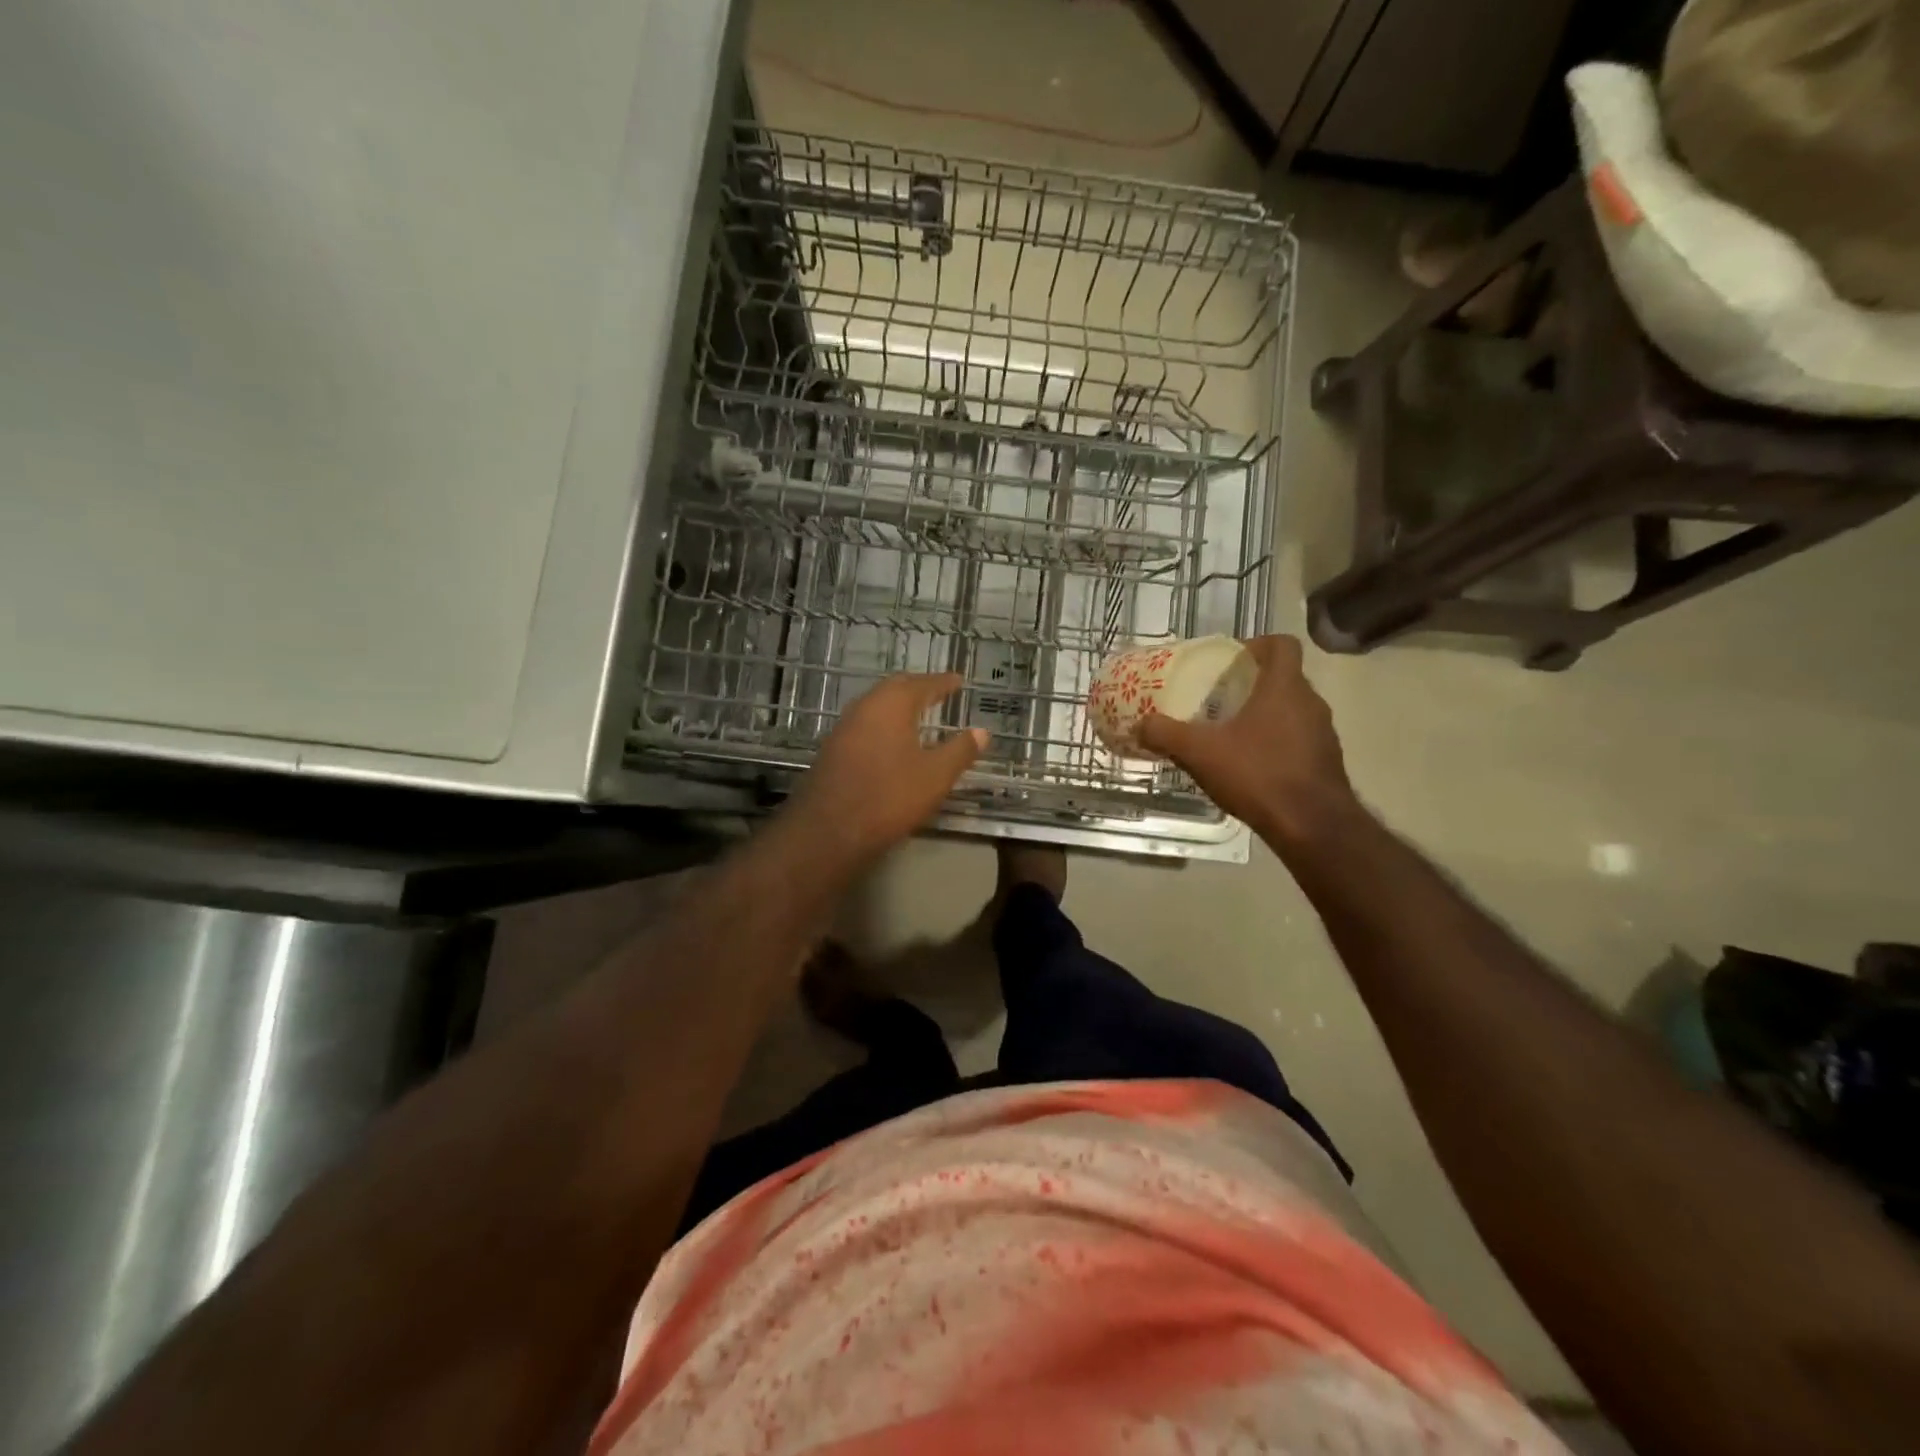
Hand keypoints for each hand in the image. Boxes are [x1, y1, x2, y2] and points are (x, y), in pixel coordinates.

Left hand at [787, 674, 986, 865]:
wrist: (830, 830)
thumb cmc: (890, 796)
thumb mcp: (936, 776)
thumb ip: (960, 750)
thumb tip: (981, 732)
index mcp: (891, 705)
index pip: (923, 684)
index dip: (943, 682)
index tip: (958, 681)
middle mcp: (864, 707)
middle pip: (895, 688)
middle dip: (918, 687)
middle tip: (939, 691)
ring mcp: (844, 727)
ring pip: (876, 705)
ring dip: (898, 705)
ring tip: (918, 713)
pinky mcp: (832, 749)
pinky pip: (864, 724)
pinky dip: (883, 723)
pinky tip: (891, 739)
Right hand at [1136, 636, 1358, 847]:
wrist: (1313, 826)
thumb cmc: (1258, 774)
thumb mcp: (1200, 752)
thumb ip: (1166, 734)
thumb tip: (1139, 725)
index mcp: (1284, 687)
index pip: (1282, 644)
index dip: (1257, 644)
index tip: (1232, 659)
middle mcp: (1311, 703)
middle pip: (1285, 678)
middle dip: (1253, 684)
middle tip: (1221, 698)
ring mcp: (1323, 734)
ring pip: (1293, 710)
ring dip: (1266, 715)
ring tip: (1232, 734)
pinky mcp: (1326, 762)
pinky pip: (1299, 739)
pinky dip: (1276, 743)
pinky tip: (1251, 766)